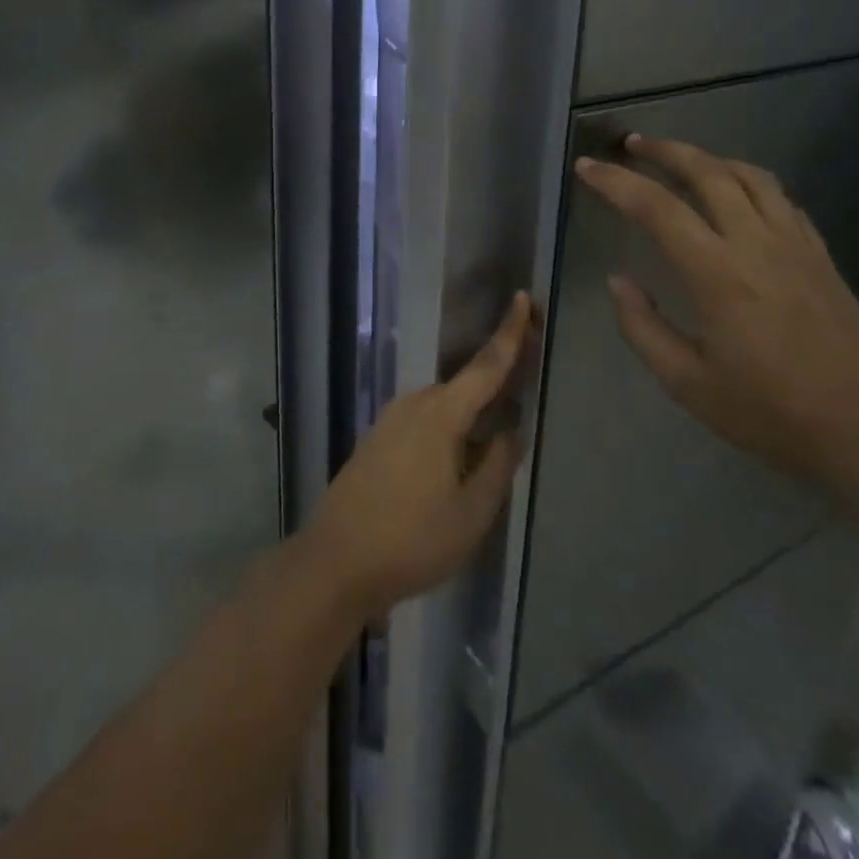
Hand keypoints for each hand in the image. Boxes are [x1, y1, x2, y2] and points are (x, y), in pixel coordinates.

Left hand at [302, 293, 536, 619]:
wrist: (334, 561)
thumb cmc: (411, 539)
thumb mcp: (470, 513)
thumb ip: (497, 467)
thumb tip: (511, 432)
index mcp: (441, 414)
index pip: (486, 366)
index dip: (509, 333)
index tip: (523, 298)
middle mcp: (414, 404)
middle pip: (464, 385)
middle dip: (494, 380)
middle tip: (522, 385)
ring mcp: (389, 420)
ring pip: (442, 408)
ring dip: (469, 414)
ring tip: (493, 439)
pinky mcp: (376, 440)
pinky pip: (422, 423)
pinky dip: (446, 429)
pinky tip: (453, 462)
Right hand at [575, 136, 858, 489]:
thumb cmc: (771, 411)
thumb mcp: (687, 383)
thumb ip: (642, 327)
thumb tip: (618, 280)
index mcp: (717, 273)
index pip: (656, 207)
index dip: (615, 182)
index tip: (587, 167)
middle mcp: (756, 243)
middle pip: (706, 172)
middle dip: (663, 150)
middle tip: (631, 144)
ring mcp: (795, 243)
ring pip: (748, 175)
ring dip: (707, 157)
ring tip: (680, 158)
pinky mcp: (820, 253)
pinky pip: (779, 197)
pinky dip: (746, 180)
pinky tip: (735, 193)